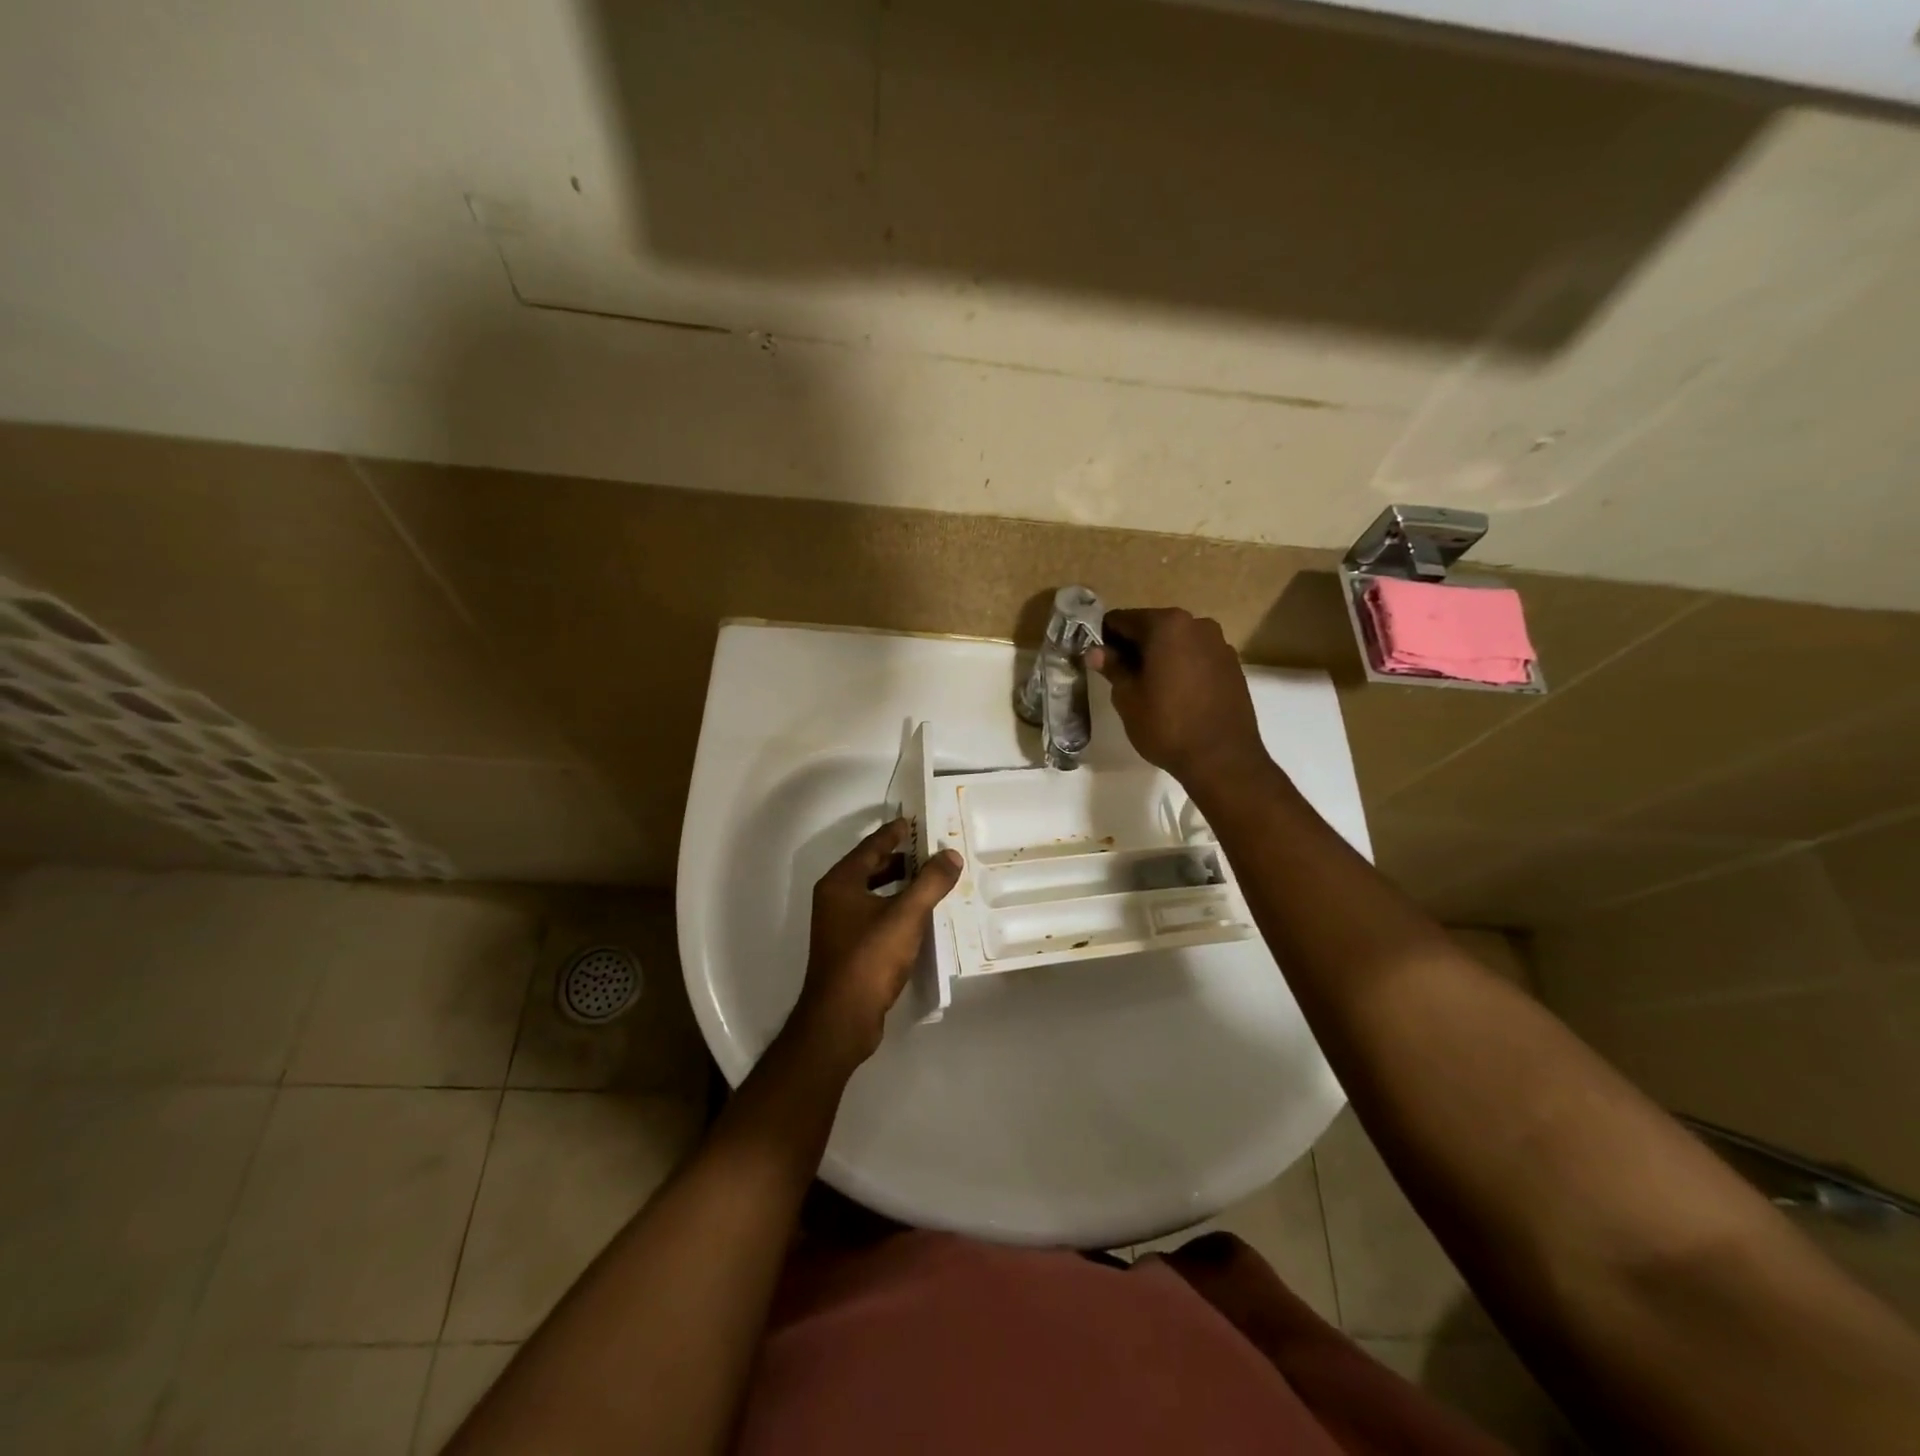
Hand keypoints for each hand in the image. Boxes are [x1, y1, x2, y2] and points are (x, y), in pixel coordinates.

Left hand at [789, 818, 962, 1068]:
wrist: (840, 1019)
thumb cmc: (869, 959)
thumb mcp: (906, 916)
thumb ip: (931, 882)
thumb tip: (950, 854)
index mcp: (841, 882)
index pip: (871, 846)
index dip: (894, 832)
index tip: (915, 821)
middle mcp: (835, 898)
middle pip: (870, 867)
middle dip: (900, 857)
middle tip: (931, 848)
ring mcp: (839, 925)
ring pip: (872, 892)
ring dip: (899, 883)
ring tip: (930, 878)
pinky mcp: (848, 948)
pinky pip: (874, 915)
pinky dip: (895, 907)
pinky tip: (918, 915)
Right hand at [1088, 607, 1271, 794]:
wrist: (1223, 758)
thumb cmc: (1167, 725)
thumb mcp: (1128, 698)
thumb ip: (1113, 667)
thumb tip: (1095, 651)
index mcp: (1166, 625)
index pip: (1122, 619)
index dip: (1104, 636)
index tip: (1096, 657)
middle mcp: (1197, 624)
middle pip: (1152, 627)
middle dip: (1133, 646)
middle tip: (1119, 675)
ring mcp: (1219, 644)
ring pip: (1177, 642)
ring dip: (1159, 656)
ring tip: (1148, 687)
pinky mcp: (1232, 665)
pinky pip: (1197, 657)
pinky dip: (1181, 666)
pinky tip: (1175, 694)